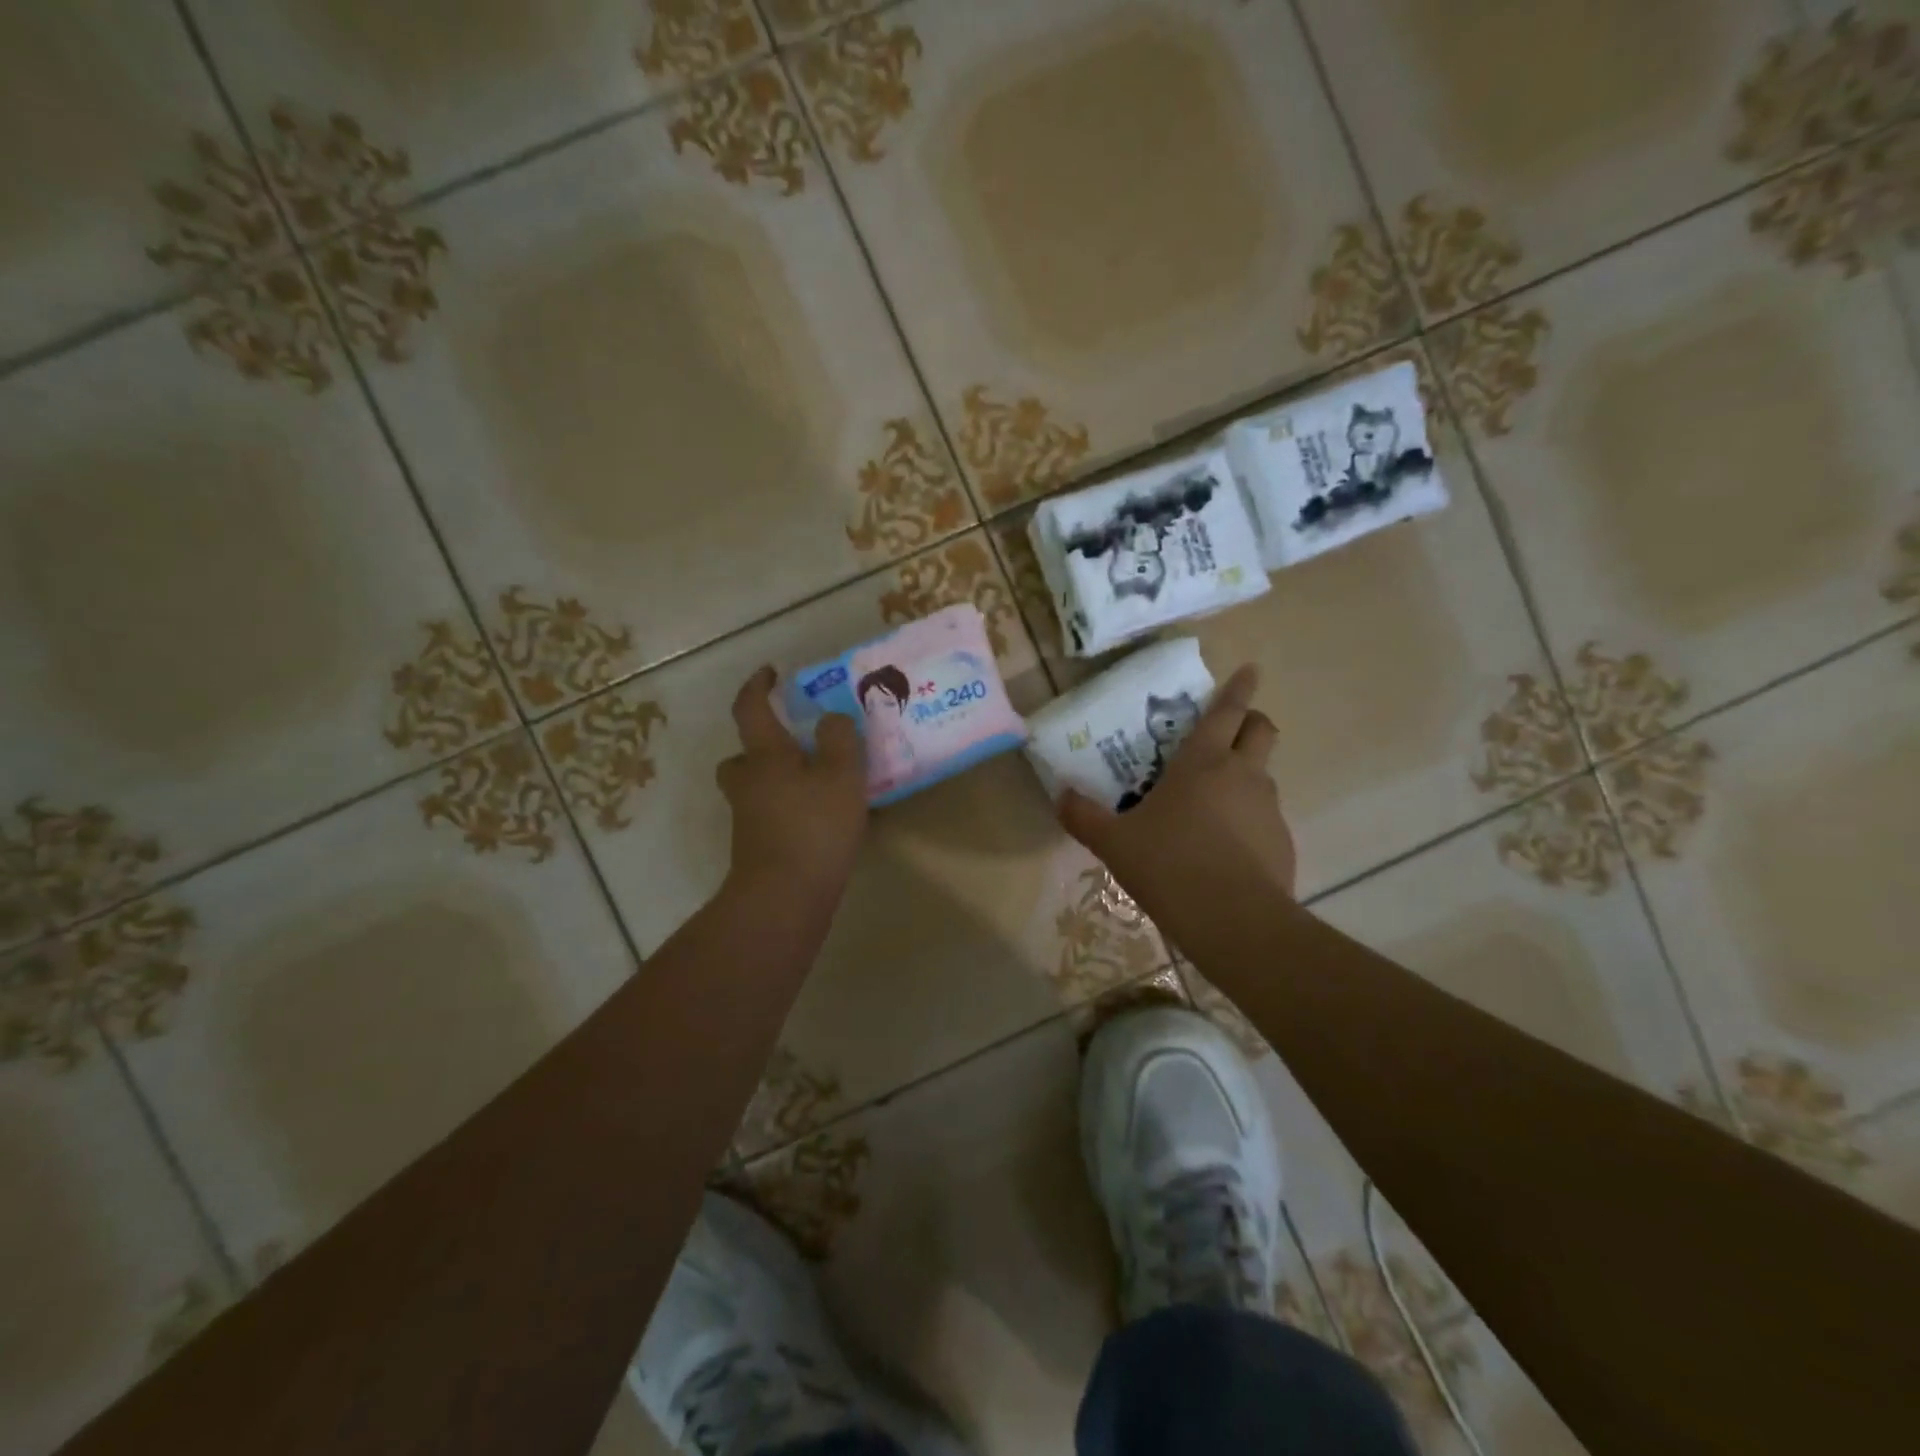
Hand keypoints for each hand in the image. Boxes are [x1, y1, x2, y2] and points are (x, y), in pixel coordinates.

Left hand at [716, 666, 868, 907]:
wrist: (784, 897)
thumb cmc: (814, 827)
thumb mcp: (841, 774)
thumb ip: (839, 739)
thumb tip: (830, 720)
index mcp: (766, 756)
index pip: (750, 709)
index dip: (757, 686)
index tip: (770, 672)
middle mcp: (749, 783)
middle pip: (741, 756)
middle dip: (760, 746)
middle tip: (793, 746)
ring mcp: (749, 819)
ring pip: (755, 788)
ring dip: (776, 781)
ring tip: (817, 785)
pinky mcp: (758, 848)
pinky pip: (770, 816)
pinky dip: (788, 811)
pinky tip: (822, 821)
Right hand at [1059, 665, 1295, 916]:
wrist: (1233, 921)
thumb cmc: (1169, 865)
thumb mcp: (1114, 843)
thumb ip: (1083, 816)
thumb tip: (1060, 795)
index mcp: (1202, 762)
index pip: (1226, 710)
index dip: (1239, 687)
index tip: (1251, 669)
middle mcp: (1242, 774)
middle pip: (1261, 729)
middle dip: (1251, 720)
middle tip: (1230, 730)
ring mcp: (1268, 808)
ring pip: (1264, 774)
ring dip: (1245, 773)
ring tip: (1212, 801)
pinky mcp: (1281, 841)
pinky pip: (1265, 816)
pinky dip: (1248, 818)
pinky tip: (1224, 848)